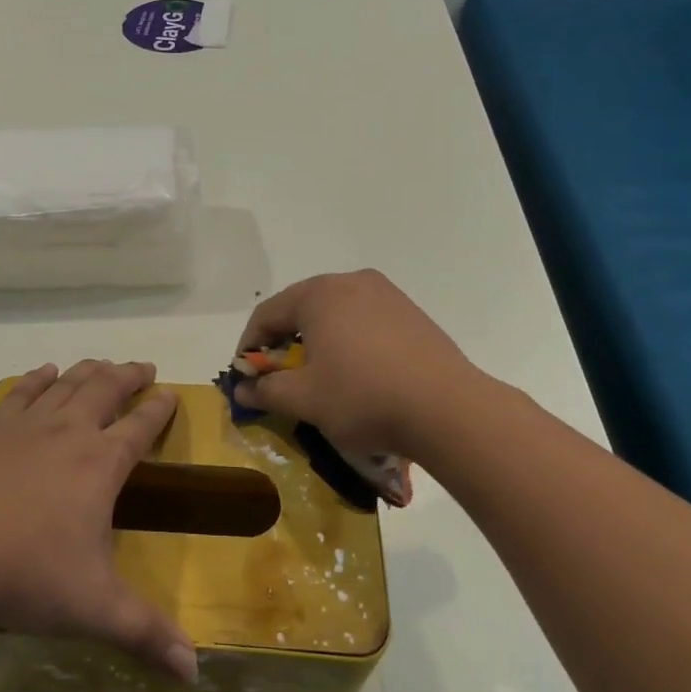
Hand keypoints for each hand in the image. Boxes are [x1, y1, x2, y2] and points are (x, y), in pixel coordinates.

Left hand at [0, 359, 197, 682]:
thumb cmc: (25, 574)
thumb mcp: (93, 607)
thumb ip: (146, 634)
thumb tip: (195, 671)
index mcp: (100, 464)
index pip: (140, 427)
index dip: (159, 409)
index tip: (171, 393)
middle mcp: (69, 432)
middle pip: (105, 390)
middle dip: (128, 376)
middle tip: (143, 367)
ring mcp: (27, 426)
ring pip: (67, 384)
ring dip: (89, 370)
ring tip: (102, 363)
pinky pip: (22, 393)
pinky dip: (38, 378)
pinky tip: (44, 372)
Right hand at [233, 270, 483, 459]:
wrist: (448, 410)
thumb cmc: (363, 397)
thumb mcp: (304, 399)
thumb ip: (266, 390)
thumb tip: (242, 389)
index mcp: (318, 293)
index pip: (267, 314)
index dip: (250, 346)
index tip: (246, 377)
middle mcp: (350, 282)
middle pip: (302, 309)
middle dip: (285, 343)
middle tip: (280, 378)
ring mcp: (386, 294)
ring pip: (336, 315)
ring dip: (319, 342)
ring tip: (319, 377)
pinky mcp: (412, 313)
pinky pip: (365, 322)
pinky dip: (350, 343)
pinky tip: (358, 375)